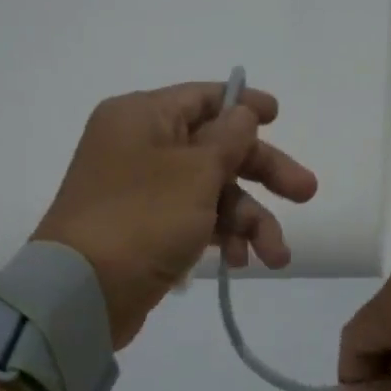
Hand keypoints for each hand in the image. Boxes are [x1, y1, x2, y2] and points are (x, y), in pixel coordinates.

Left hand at [33, 81, 318, 348]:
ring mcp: (142, 191)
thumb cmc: (142, 219)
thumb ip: (228, 139)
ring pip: (210, 192)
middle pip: (215, 148)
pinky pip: (194, 221)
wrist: (84, 293)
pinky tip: (240, 263)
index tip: (280, 117)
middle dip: (263, 173)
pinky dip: (220, 238)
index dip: (244, 106)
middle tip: (307, 194)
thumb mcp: (195, 172)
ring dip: (248, 220)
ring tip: (276, 256)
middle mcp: (140, 146)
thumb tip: (241, 113)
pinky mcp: (146, 230)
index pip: (203, 97)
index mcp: (143, 116)